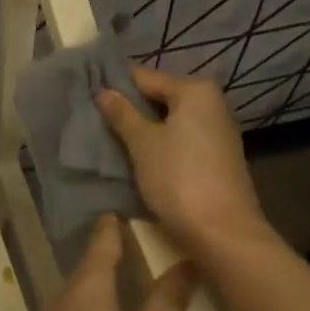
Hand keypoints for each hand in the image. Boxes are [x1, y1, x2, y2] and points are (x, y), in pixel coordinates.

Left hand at [16, 216, 193, 310]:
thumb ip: (167, 300)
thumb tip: (187, 260)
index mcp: (86, 286)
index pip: (101, 241)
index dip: (114, 226)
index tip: (127, 211)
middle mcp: (64, 300)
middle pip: (90, 267)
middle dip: (112, 255)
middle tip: (143, 245)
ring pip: (83, 295)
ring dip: (105, 286)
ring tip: (134, 282)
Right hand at [96, 65, 272, 252]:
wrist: (223, 233)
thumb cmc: (179, 179)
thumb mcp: (143, 144)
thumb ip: (122, 113)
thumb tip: (103, 91)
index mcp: (195, 90)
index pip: (145, 77)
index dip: (114, 85)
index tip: (86, 94)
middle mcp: (212, 103)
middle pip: (159, 97)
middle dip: (129, 108)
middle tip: (94, 119)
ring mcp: (217, 131)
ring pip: (169, 121)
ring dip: (143, 129)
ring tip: (109, 138)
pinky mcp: (217, 157)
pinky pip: (180, 139)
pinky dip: (160, 144)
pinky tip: (137, 157)